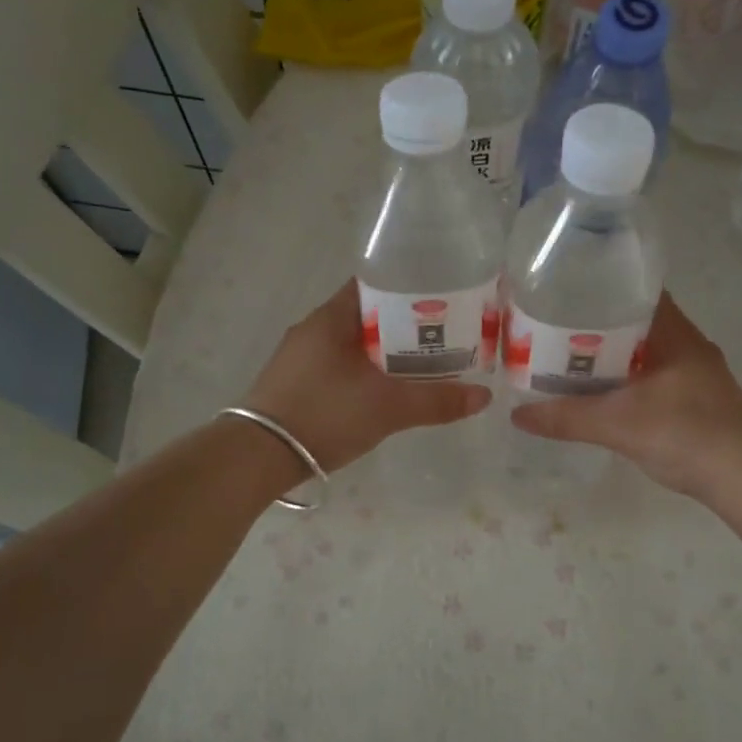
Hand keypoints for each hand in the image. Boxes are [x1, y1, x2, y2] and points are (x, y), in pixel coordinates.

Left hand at [243, 280, 491, 472]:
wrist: (257, 456)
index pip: (376, 284)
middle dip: (404, 325)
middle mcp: (313, 328)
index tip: (443, 300)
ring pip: (353, 342)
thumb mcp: (388, 408)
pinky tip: (383, 389)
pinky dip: (364, 369)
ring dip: (384, 350)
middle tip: (443, 336)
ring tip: (421, 363)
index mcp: (332, 317)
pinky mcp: (293, 381)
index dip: (411, 288)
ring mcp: (300, 356)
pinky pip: (338, 364)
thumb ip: (437, 401)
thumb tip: (484, 397)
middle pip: (368, 314)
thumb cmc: (325, 415)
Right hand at [511, 293, 741, 502]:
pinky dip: (626, 380)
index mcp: (675, 334)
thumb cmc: (688, 436)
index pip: (637, 292)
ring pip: (644, 353)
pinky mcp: (697, 401)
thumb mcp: (619, 425)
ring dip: (611, 356)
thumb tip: (516, 415)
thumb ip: (567, 418)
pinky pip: (652, 377)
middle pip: (636, 323)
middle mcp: (688, 346)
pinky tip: (602, 395)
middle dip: (597, 324)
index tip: (565, 291)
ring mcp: (696, 375)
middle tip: (554, 329)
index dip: (602, 287)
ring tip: (568, 360)